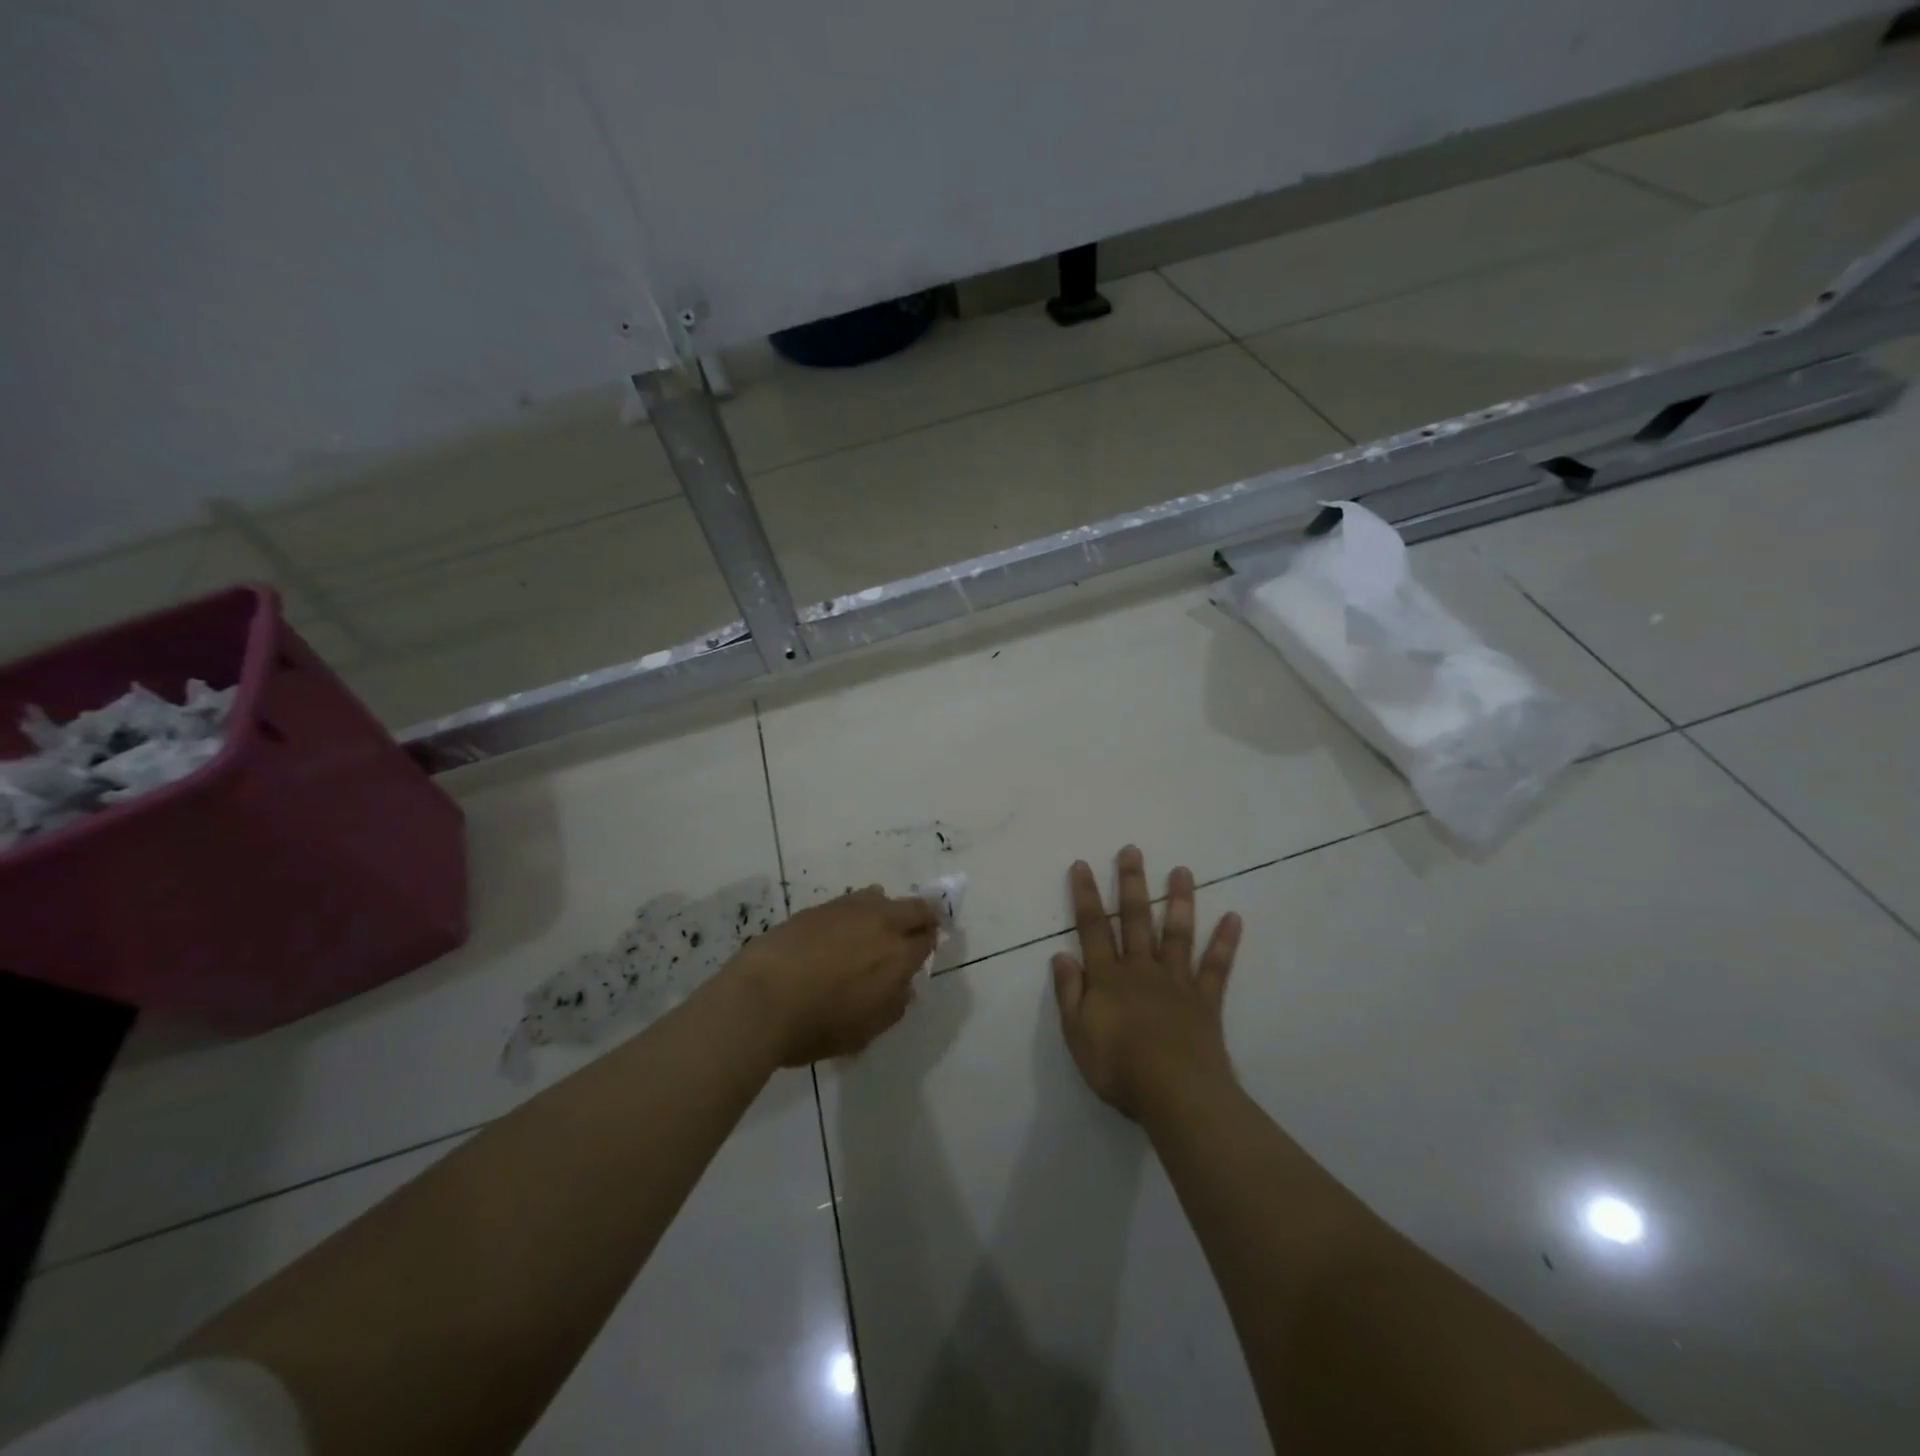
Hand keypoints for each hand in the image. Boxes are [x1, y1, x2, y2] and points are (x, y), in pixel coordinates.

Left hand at [725, 888, 936, 1066]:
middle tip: (914, 930)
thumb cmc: (816, 1026)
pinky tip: (841, 931)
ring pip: (881, 897)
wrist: (761, 999)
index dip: (927, 944)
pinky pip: (851, 901)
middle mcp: (882, 924)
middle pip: (915, 908)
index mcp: (899, 957)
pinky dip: (856, 912)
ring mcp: (850, 909)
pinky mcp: (821, 907)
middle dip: (921, 917)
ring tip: (872, 929)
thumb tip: (904, 987)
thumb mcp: (864, 1032)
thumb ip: (892, 1006)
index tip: (921, 952)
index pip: (927, 939)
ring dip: (886, 910)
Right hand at [1051, 846, 1242, 1119]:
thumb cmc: (1118, 1067)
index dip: (1086, 896)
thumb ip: (1069, 993)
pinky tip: (1234, 917)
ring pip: (1176, 933)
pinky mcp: (1205, 999)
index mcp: (1108, 978)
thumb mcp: (1077, 1033)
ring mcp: (1176, 981)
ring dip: (1178, 900)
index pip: (1093, 928)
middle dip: (1131, 883)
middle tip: (1132, 850)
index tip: (1082, 865)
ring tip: (1183, 871)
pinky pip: (1216, 966)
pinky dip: (1225, 942)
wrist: (1174, 1092)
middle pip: (1135, 919)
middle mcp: (1141, 969)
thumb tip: (1061, 956)